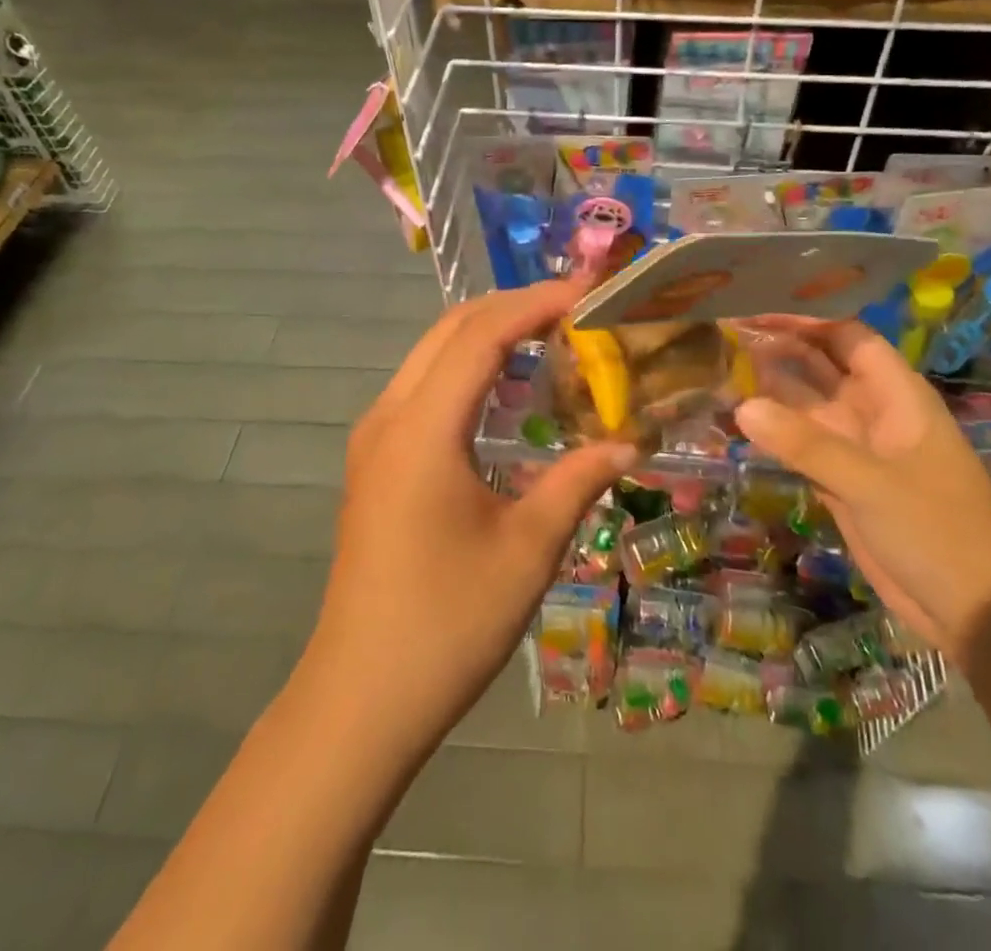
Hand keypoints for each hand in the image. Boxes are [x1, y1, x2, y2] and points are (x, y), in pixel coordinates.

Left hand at [304, 279, 634, 754]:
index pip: (481, 335)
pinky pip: (424, 386)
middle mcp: (389, 416)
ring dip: (488, 334)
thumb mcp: (528, 549)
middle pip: (451, 331)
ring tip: (549, 335)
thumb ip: (578, 481)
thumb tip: (629, 442)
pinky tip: (506, 389)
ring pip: (432, 354)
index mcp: (422, 428)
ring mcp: (375, 438)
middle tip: (575, 308)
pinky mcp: (375, 461)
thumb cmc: (448, 622)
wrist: (361, 698)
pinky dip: (467, 367)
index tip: (588, 292)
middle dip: (512, 307)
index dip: (535, 303)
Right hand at [737, 319, 990, 665]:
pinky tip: (737, 420)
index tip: (757, 314)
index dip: (807, 322)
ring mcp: (855, 447)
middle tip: (724, 337)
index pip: (848, 337)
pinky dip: (772, 432)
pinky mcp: (839, 481)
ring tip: (720, 370)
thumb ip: (806, 444)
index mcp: (896, 395)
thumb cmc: (936, 530)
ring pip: (805, 405)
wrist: (971, 608)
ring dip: (769, 390)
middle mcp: (872, 411)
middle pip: (821, 366)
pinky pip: (799, 444)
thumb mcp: (870, 482)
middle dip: (780, 350)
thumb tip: (742, 407)